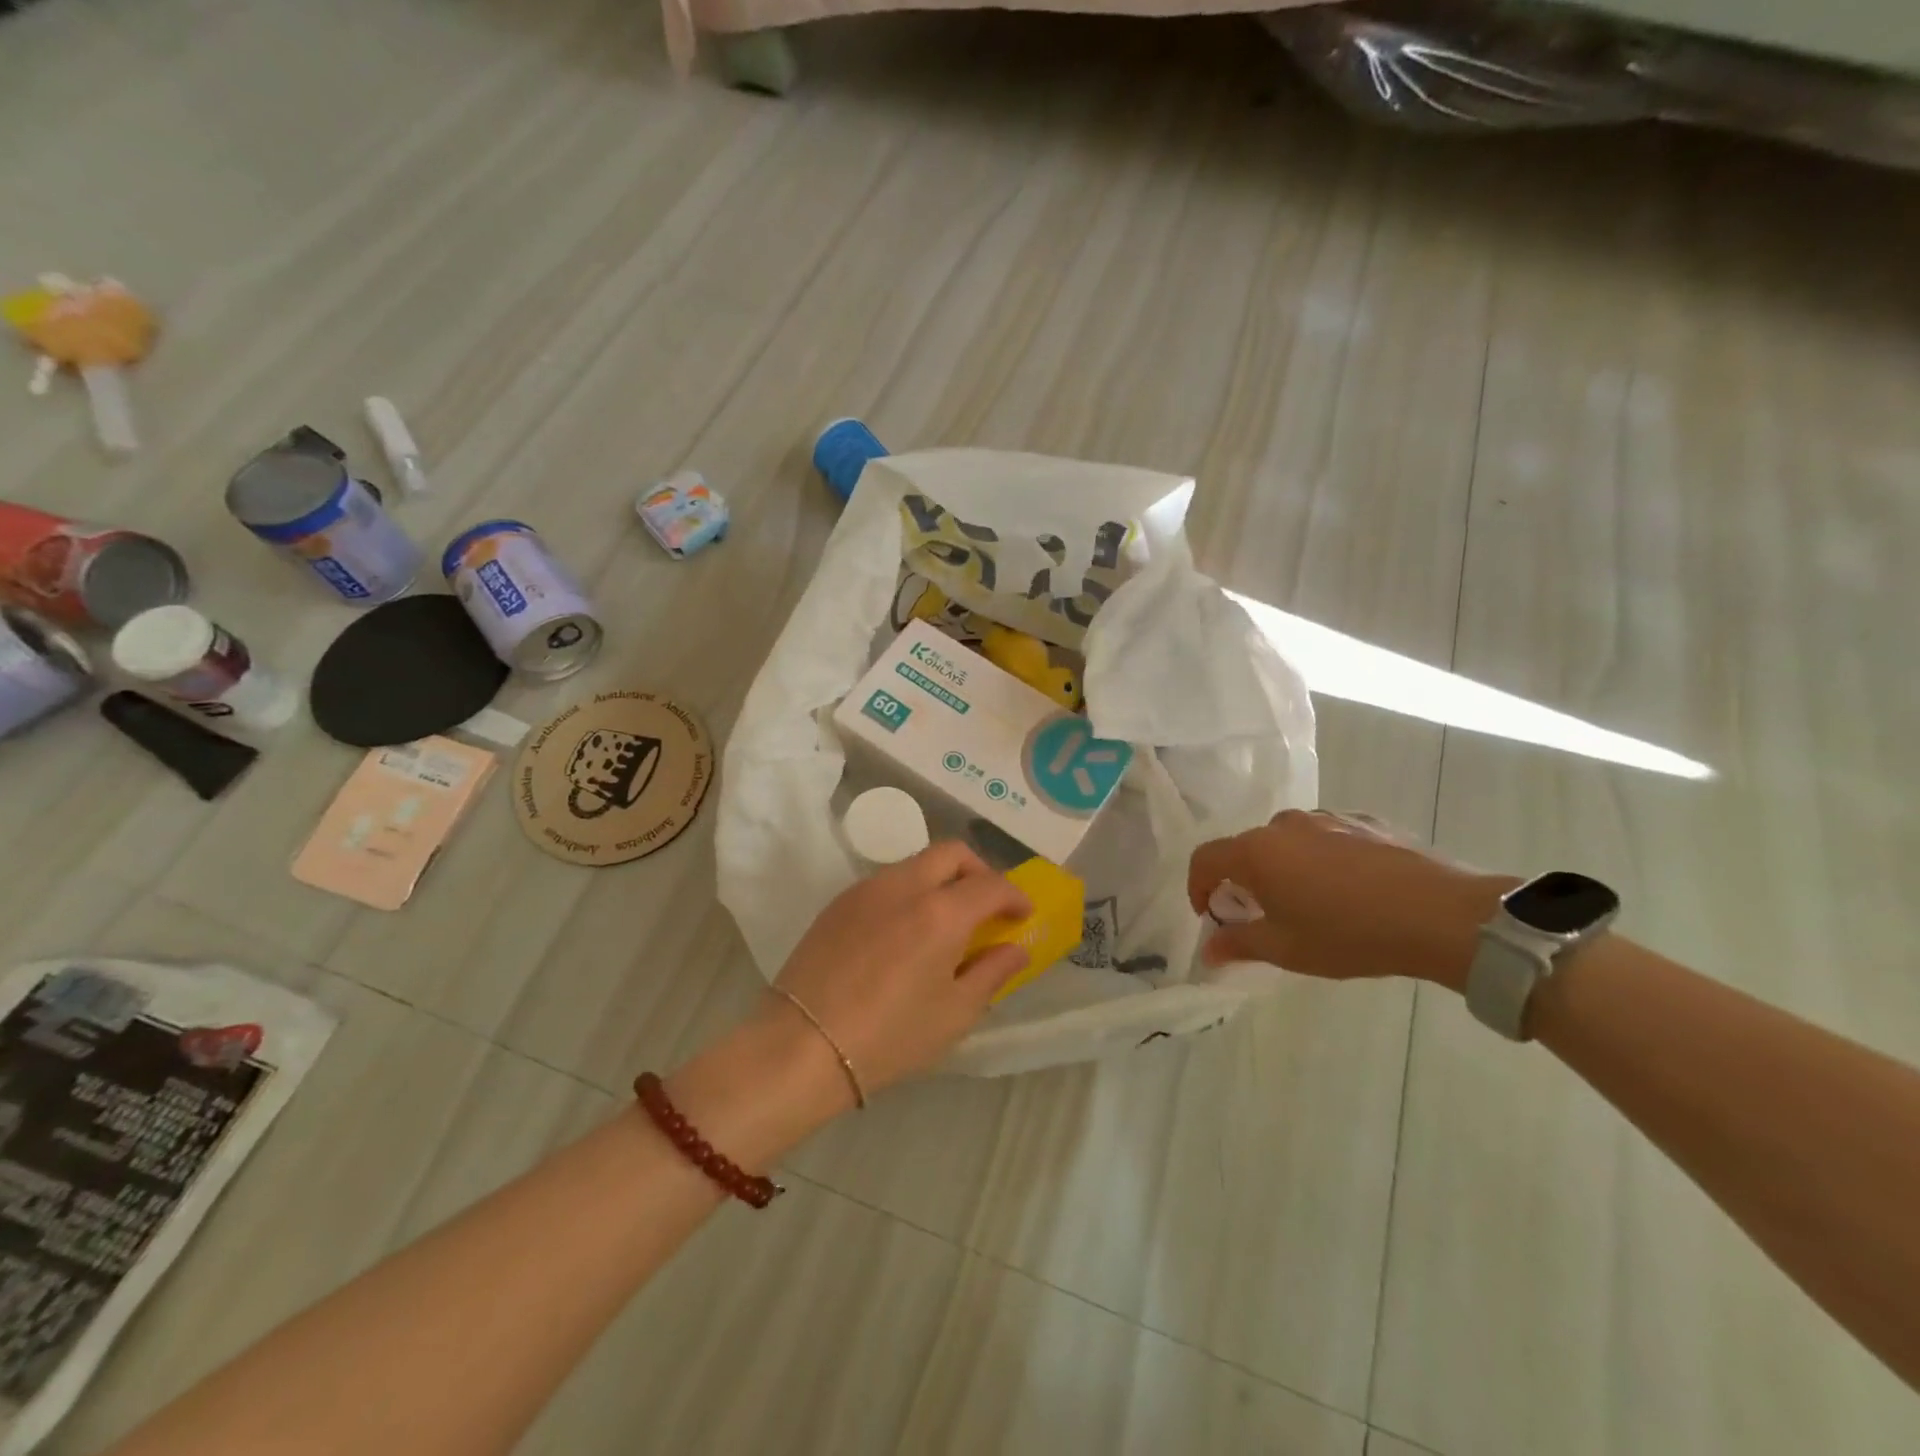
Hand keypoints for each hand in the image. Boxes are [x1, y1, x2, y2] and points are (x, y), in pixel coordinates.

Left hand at [772, 842, 1031, 1096]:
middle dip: (979, 871)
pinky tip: (904, 933)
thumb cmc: (889, 1036)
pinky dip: (909, 893)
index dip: (1015, 896)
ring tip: (945, 922)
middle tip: (987, 907)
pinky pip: (886, 882)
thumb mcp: (955, 1013)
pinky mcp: (838, 902)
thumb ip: (992, 972)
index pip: (991, 885)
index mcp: (941, 912)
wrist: (802, 1045)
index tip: (1023, 915)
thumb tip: (1016, 948)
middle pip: (952, 853)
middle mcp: (905, 885)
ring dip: (941, 880)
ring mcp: (866, 889)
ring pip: (916, 863)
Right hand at [1187, 809, 1514, 991]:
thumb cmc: (1349, 934)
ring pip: (1288, 841)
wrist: (1441, 915)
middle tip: (1264, 915)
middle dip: (1245, 880)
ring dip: (1285, 867)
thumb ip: (1238, 944)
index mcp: (1256, 851)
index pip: (1205, 859)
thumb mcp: (1286, 949)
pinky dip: (1322, 858)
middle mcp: (1284, 825)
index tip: (1211, 915)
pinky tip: (1351, 889)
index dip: (1197, 887)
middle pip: (1247, 848)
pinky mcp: (1365, 820)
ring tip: (1312, 902)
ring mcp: (1327, 817)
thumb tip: (1208, 952)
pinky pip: (1326, 837)